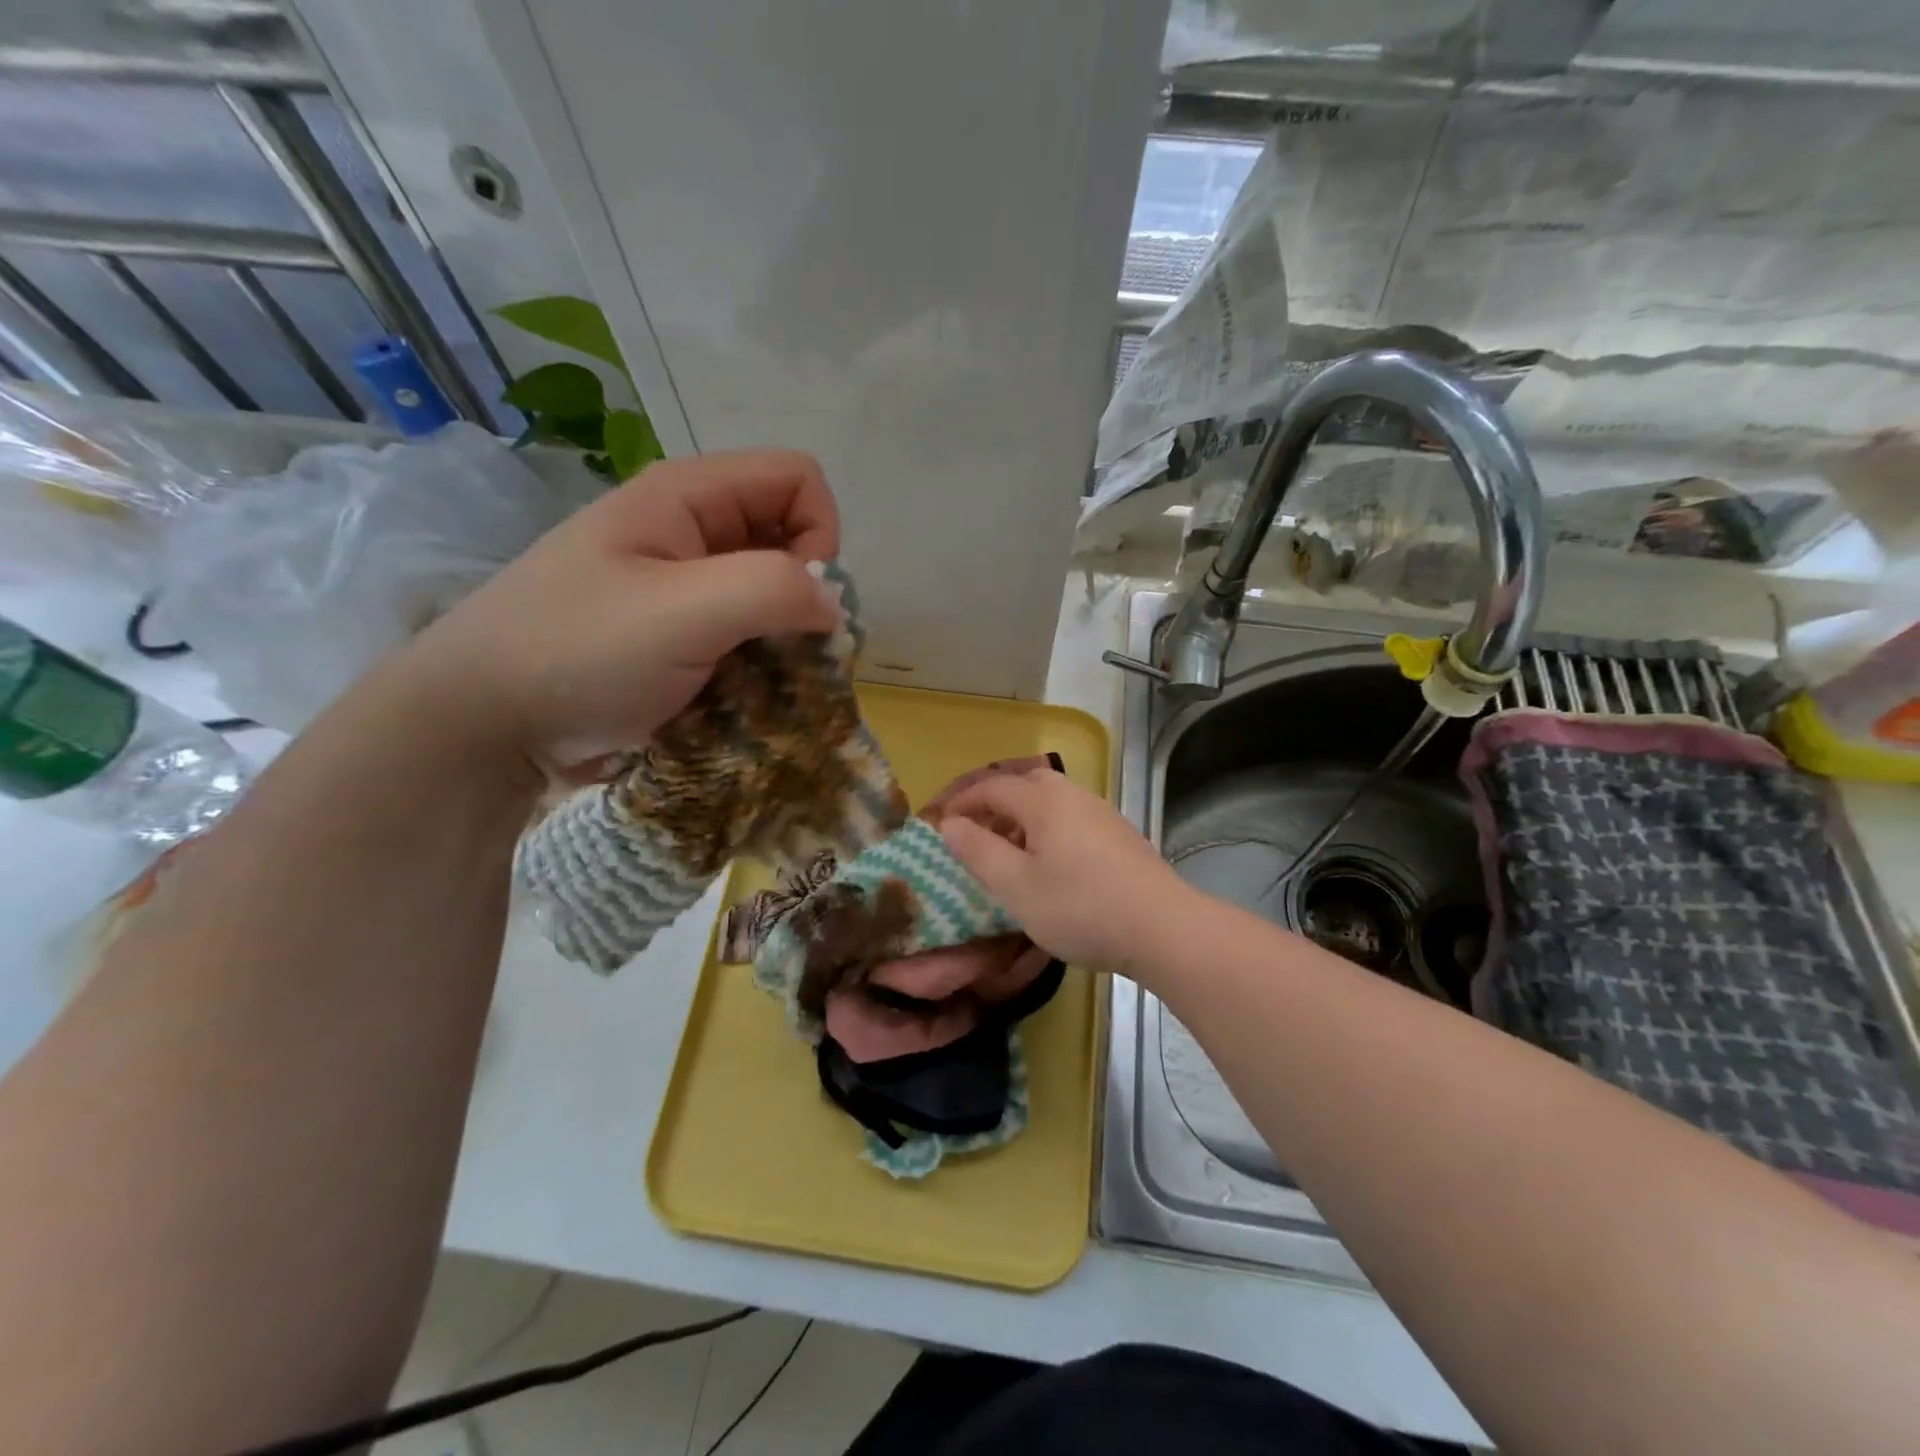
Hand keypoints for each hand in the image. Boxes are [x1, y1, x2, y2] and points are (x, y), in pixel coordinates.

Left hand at [395, 449, 842, 779]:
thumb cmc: (578, 652)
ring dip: (782, 639)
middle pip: (788, 537)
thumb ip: (772, 590)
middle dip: (803, 595)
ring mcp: (681, 587)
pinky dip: (757, 665)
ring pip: (769, 595)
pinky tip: (737, 698)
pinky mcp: (676, 636)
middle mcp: (689, 531)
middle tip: (781, 651)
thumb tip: (833, 603)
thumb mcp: (681, 612)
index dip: (818, 533)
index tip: (798, 600)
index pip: (797, 480)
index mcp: (686, 497)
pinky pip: (743, 636)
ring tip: (759, 684)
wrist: (482, 723)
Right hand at [937, 769, 1198, 982]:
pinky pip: (1071, 819)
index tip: (939, 824)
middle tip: (974, 834)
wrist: (1162, 926)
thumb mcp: (1016, 886)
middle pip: (1024, 784)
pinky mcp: (1119, 835)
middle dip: (993, 804)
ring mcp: (1101, 813)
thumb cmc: (1080, 907)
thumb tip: (950, 825)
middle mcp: (1073, 795)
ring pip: (1050, 802)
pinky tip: (1049, 865)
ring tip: (1007, 853)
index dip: (961, 802)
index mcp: (1043, 800)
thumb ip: (978, 852)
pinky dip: (1047, 830)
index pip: (992, 787)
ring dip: (1021, 818)